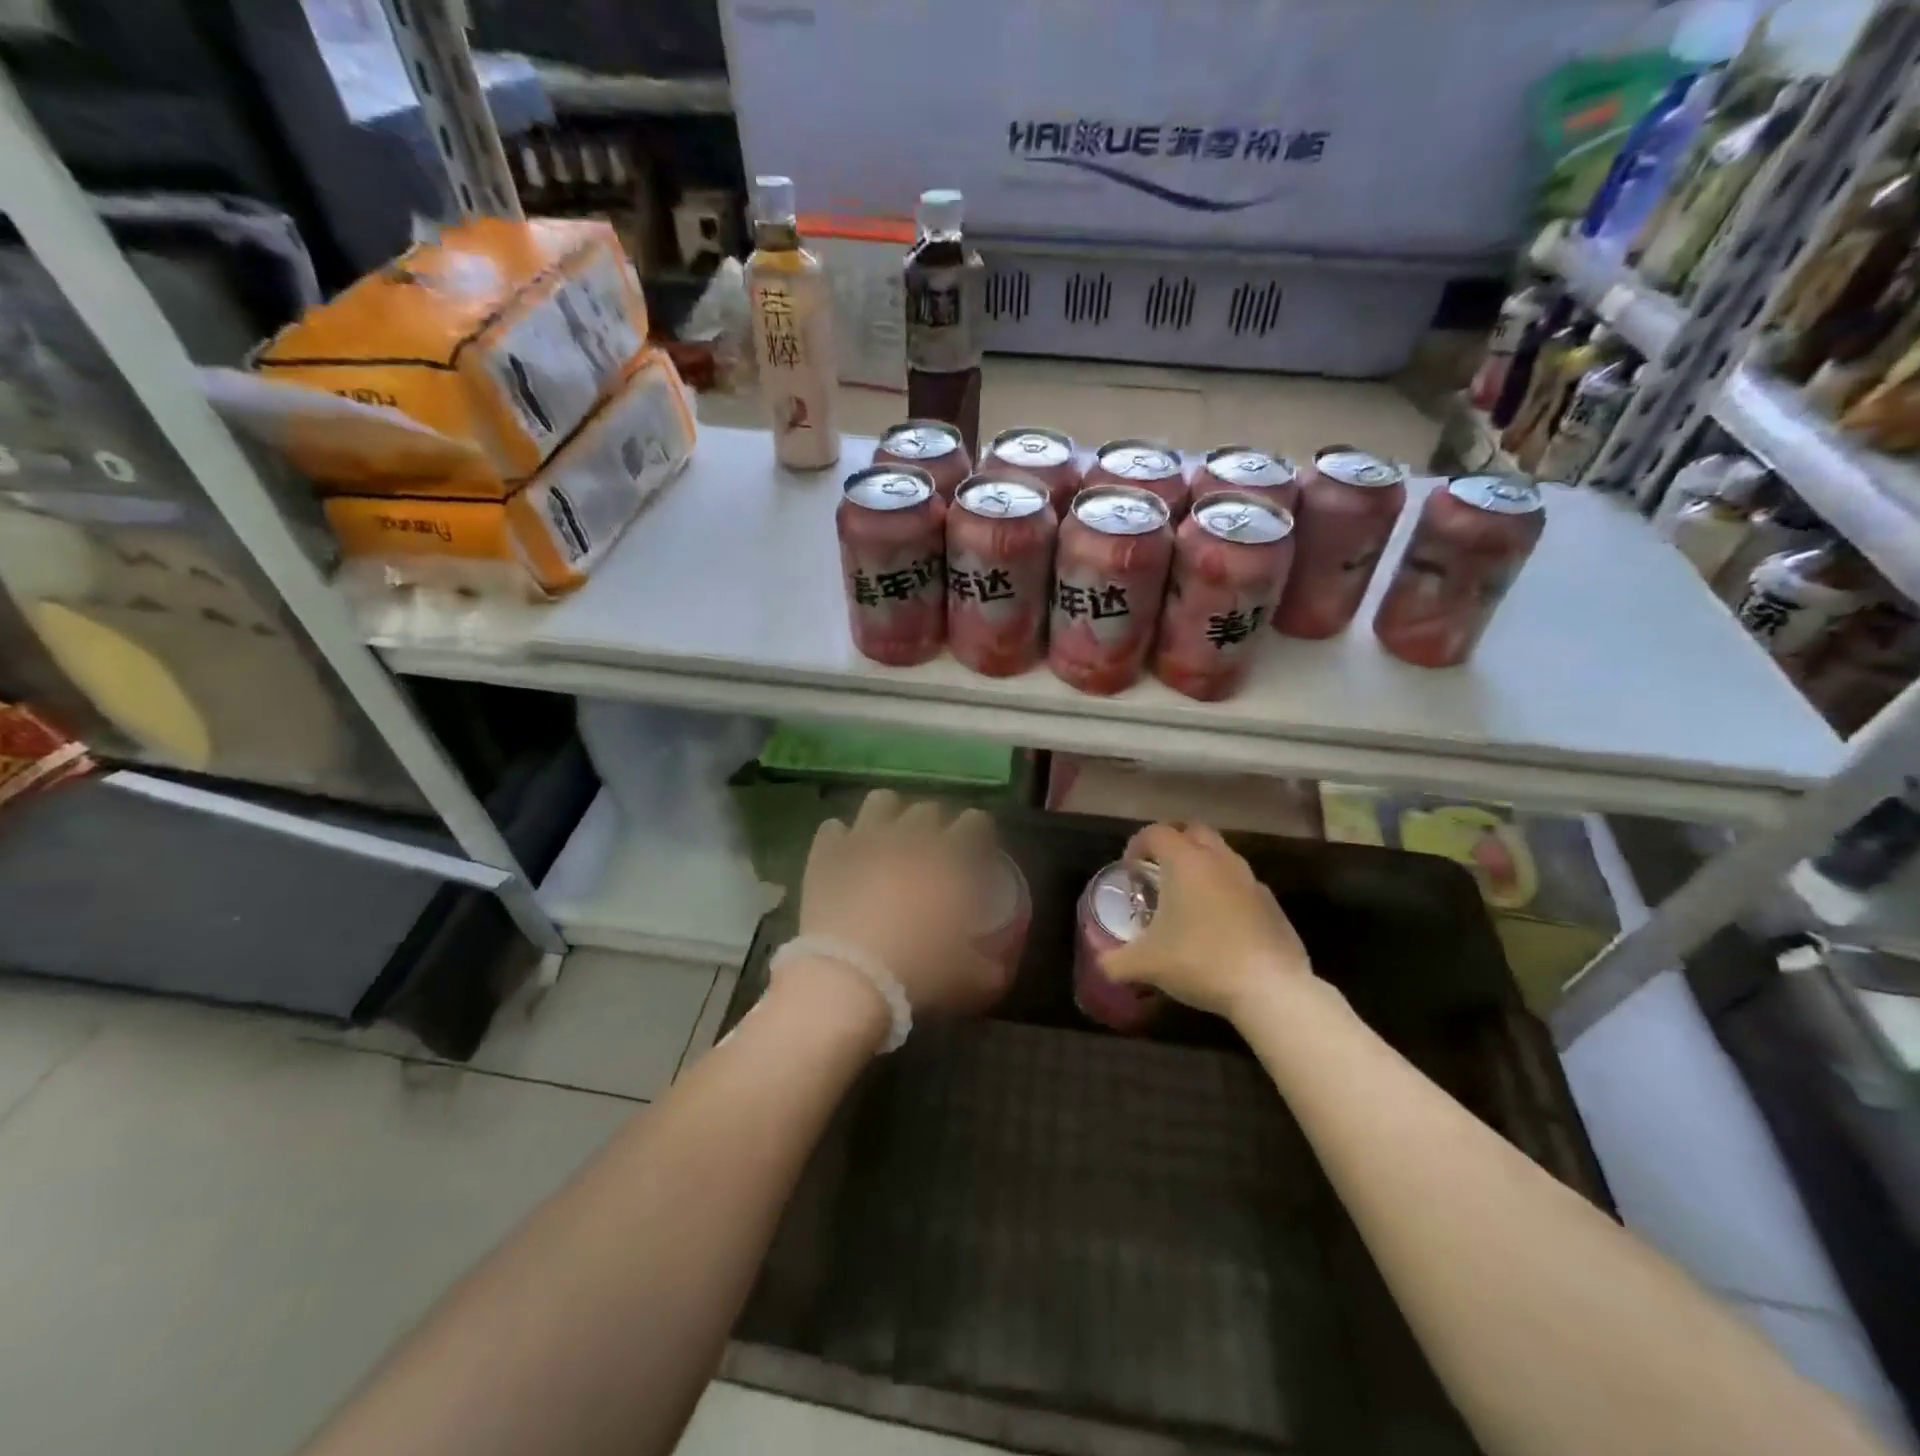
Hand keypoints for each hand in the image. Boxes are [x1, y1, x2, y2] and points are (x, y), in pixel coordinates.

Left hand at [796, 790, 1008, 1016]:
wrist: (847, 977)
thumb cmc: (918, 971)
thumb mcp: (968, 978)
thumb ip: (989, 967)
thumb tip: (998, 968)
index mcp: (949, 858)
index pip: (976, 822)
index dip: (979, 833)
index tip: (976, 852)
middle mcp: (909, 836)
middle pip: (928, 809)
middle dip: (934, 826)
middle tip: (931, 854)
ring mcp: (865, 838)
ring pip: (881, 801)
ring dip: (889, 816)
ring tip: (888, 841)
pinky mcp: (827, 851)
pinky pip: (833, 828)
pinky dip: (841, 839)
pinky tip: (845, 858)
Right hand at [1102, 822, 1312, 1021]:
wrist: (1270, 988)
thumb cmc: (1200, 962)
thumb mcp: (1146, 965)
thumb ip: (1115, 961)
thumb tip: (1102, 964)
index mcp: (1185, 862)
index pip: (1156, 833)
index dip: (1137, 845)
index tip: (1130, 870)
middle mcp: (1219, 860)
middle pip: (1193, 831)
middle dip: (1173, 843)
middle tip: (1158, 870)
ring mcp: (1249, 880)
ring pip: (1221, 855)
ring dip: (1202, 865)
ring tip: (1187, 897)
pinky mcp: (1271, 903)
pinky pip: (1241, 884)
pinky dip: (1225, 891)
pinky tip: (1218, 923)